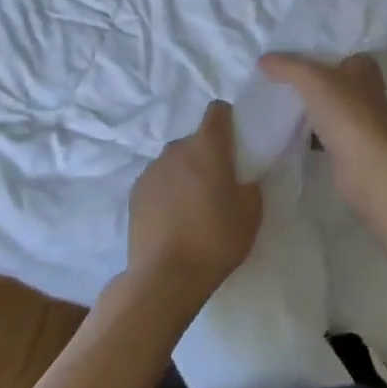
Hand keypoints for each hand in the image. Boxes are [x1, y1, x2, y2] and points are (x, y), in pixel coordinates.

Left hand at [126, 101, 262, 307]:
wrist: (164, 276)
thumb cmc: (215, 239)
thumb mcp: (251, 214)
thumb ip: (249, 185)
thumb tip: (242, 179)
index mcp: (206, 147)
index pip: (217, 111)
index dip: (227, 120)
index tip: (234, 142)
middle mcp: (176, 149)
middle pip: (195, 140)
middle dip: (206, 155)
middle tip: (217, 185)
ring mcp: (151, 170)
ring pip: (174, 162)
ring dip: (184, 174)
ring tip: (192, 207)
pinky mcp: (135, 193)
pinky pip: (157, 182)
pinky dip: (166, 192)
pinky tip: (172, 220)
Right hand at [259, 53, 386, 205]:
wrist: (367, 167)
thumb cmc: (346, 113)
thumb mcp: (312, 79)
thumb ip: (287, 66)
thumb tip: (263, 60)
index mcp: (363, 66)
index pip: (334, 46)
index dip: (310, 45)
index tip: (283, 44)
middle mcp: (364, 88)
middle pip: (327, 75)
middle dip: (303, 74)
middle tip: (272, 68)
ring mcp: (358, 116)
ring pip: (324, 102)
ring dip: (305, 101)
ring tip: (272, 92)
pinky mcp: (349, 141)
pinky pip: (322, 126)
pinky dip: (306, 126)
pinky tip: (284, 122)